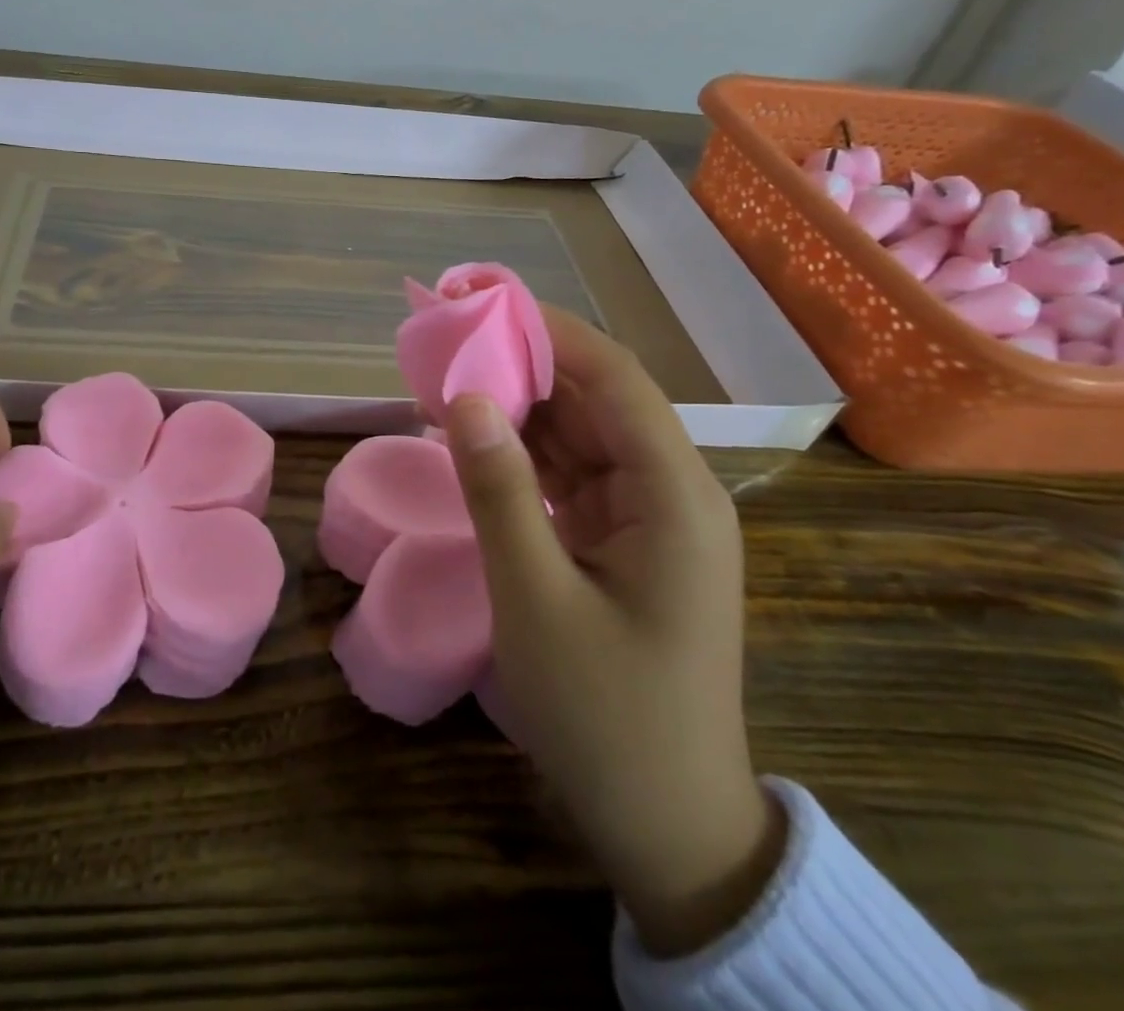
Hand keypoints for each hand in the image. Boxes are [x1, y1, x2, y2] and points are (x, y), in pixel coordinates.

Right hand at [442, 309, 784, 956]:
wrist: (665, 824)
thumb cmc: (605, 714)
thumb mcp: (535, 598)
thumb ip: (499, 490)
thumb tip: (465, 398)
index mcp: (673, 495)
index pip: (614, 379)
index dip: (549, 330)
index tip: (480, 299)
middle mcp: (671, 490)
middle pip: (597, 399)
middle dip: (526, 363)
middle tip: (449, 337)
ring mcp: (648, 516)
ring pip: (581, 434)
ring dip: (521, 406)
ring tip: (449, 376)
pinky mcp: (624, 540)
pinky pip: (572, 473)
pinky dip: (526, 453)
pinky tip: (477, 437)